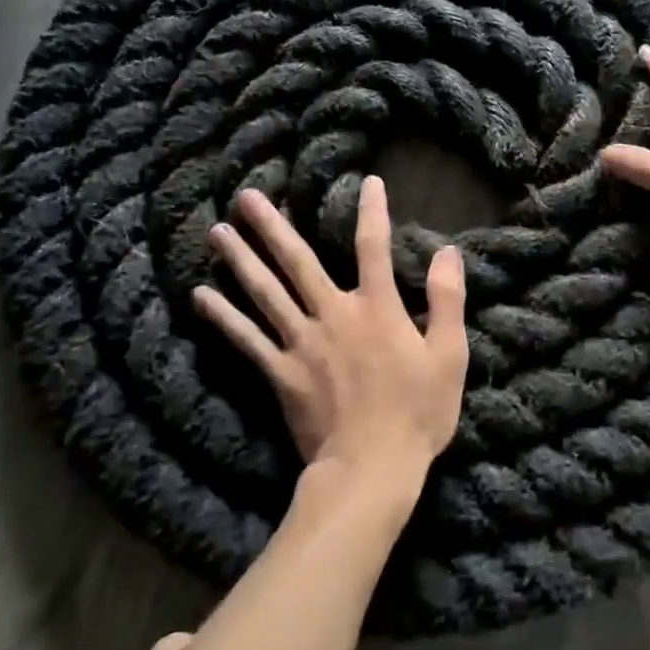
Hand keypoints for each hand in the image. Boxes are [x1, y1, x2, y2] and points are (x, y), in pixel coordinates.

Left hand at [193, 177, 468, 492]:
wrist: (371, 467)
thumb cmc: (418, 412)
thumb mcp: (449, 354)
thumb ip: (448, 299)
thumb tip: (447, 251)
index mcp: (377, 308)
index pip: (374, 247)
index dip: (373, 212)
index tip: (368, 182)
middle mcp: (333, 314)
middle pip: (298, 262)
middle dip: (272, 227)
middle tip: (245, 196)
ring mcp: (301, 343)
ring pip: (264, 293)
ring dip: (240, 260)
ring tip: (216, 232)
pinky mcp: (280, 373)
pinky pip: (245, 339)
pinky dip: (222, 316)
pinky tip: (200, 295)